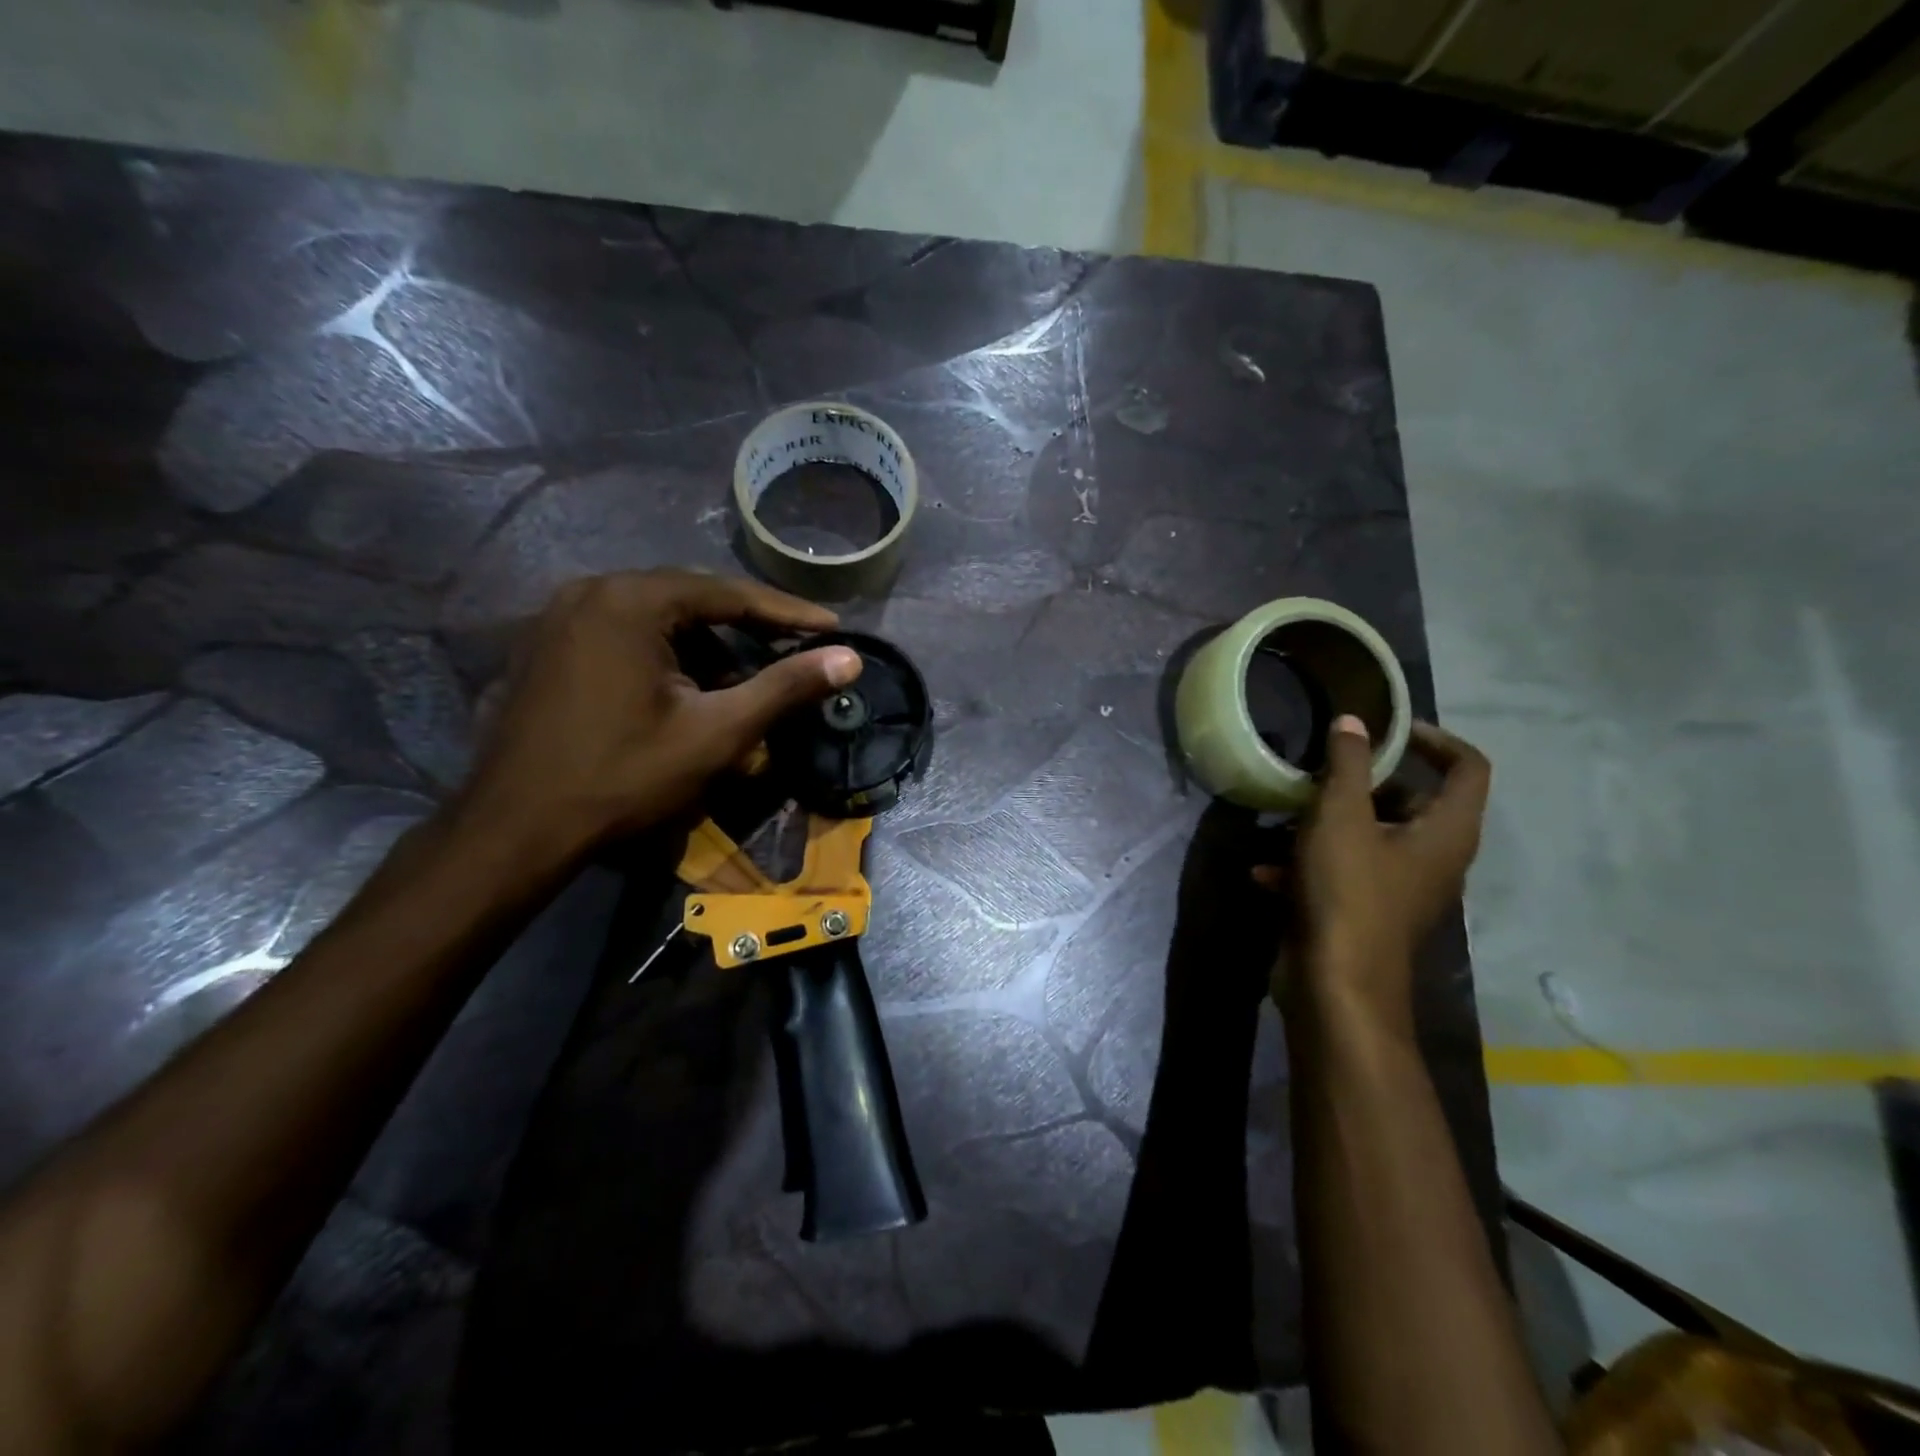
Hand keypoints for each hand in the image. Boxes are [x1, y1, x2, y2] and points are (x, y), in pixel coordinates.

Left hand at [454, 570, 860, 861]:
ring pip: (657, 618)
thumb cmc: (624, 776)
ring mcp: (559, 617)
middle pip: (691, 599)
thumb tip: (850, 657)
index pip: (729, 593)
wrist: (517, 829)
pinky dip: (665, 653)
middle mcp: (591, 591)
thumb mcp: (717, 732)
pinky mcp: (545, 647)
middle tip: (794, 649)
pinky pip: (624, 634)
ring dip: (706, 644)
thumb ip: (785, 688)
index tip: (833, 627)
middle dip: (747, 627)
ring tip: (743, 678)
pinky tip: (687, 688)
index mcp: (631, 600)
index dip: (788, 613)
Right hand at [1257, 716, 1490, 1025]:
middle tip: (1323, 768)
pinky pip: (1345, 872)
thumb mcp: (1341, 816)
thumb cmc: (1348, 891)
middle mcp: (1434, 858)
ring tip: (1285, 815)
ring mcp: (1400, 889)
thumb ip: (1348, 764)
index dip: (1434, 739)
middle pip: (1412, 801)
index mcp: (1446, 831)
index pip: (1467, 767)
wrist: (1336, 983)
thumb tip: (1352, 721)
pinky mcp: (1368, 911)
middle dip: (1365, 781)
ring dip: (1329, 822)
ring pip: (1371, 836)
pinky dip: (1311, 864)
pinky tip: (1266, 871)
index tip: (1388, 729)